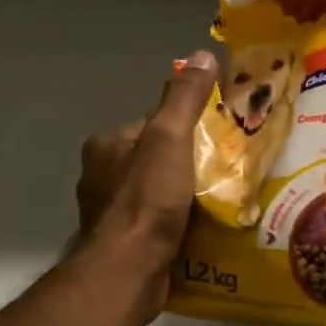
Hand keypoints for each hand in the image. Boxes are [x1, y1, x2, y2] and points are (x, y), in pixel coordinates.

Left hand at [74, 51, 218, 320]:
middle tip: (224, 173)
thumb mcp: (170, 139)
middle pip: (155, 159)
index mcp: (106, 146)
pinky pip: (156, 223)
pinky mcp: (122, 244)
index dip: (185, 129)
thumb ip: (184, 98)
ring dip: (183, 198)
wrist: (128, 271)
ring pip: (156, 193)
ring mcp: (109, 213)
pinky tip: (201, 230)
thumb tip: (202, 54)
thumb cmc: (147, 199)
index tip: (216, 139)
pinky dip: (176, 224)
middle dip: (186, 165)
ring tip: (219, 203)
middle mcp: (101, 176)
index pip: (152, 125)